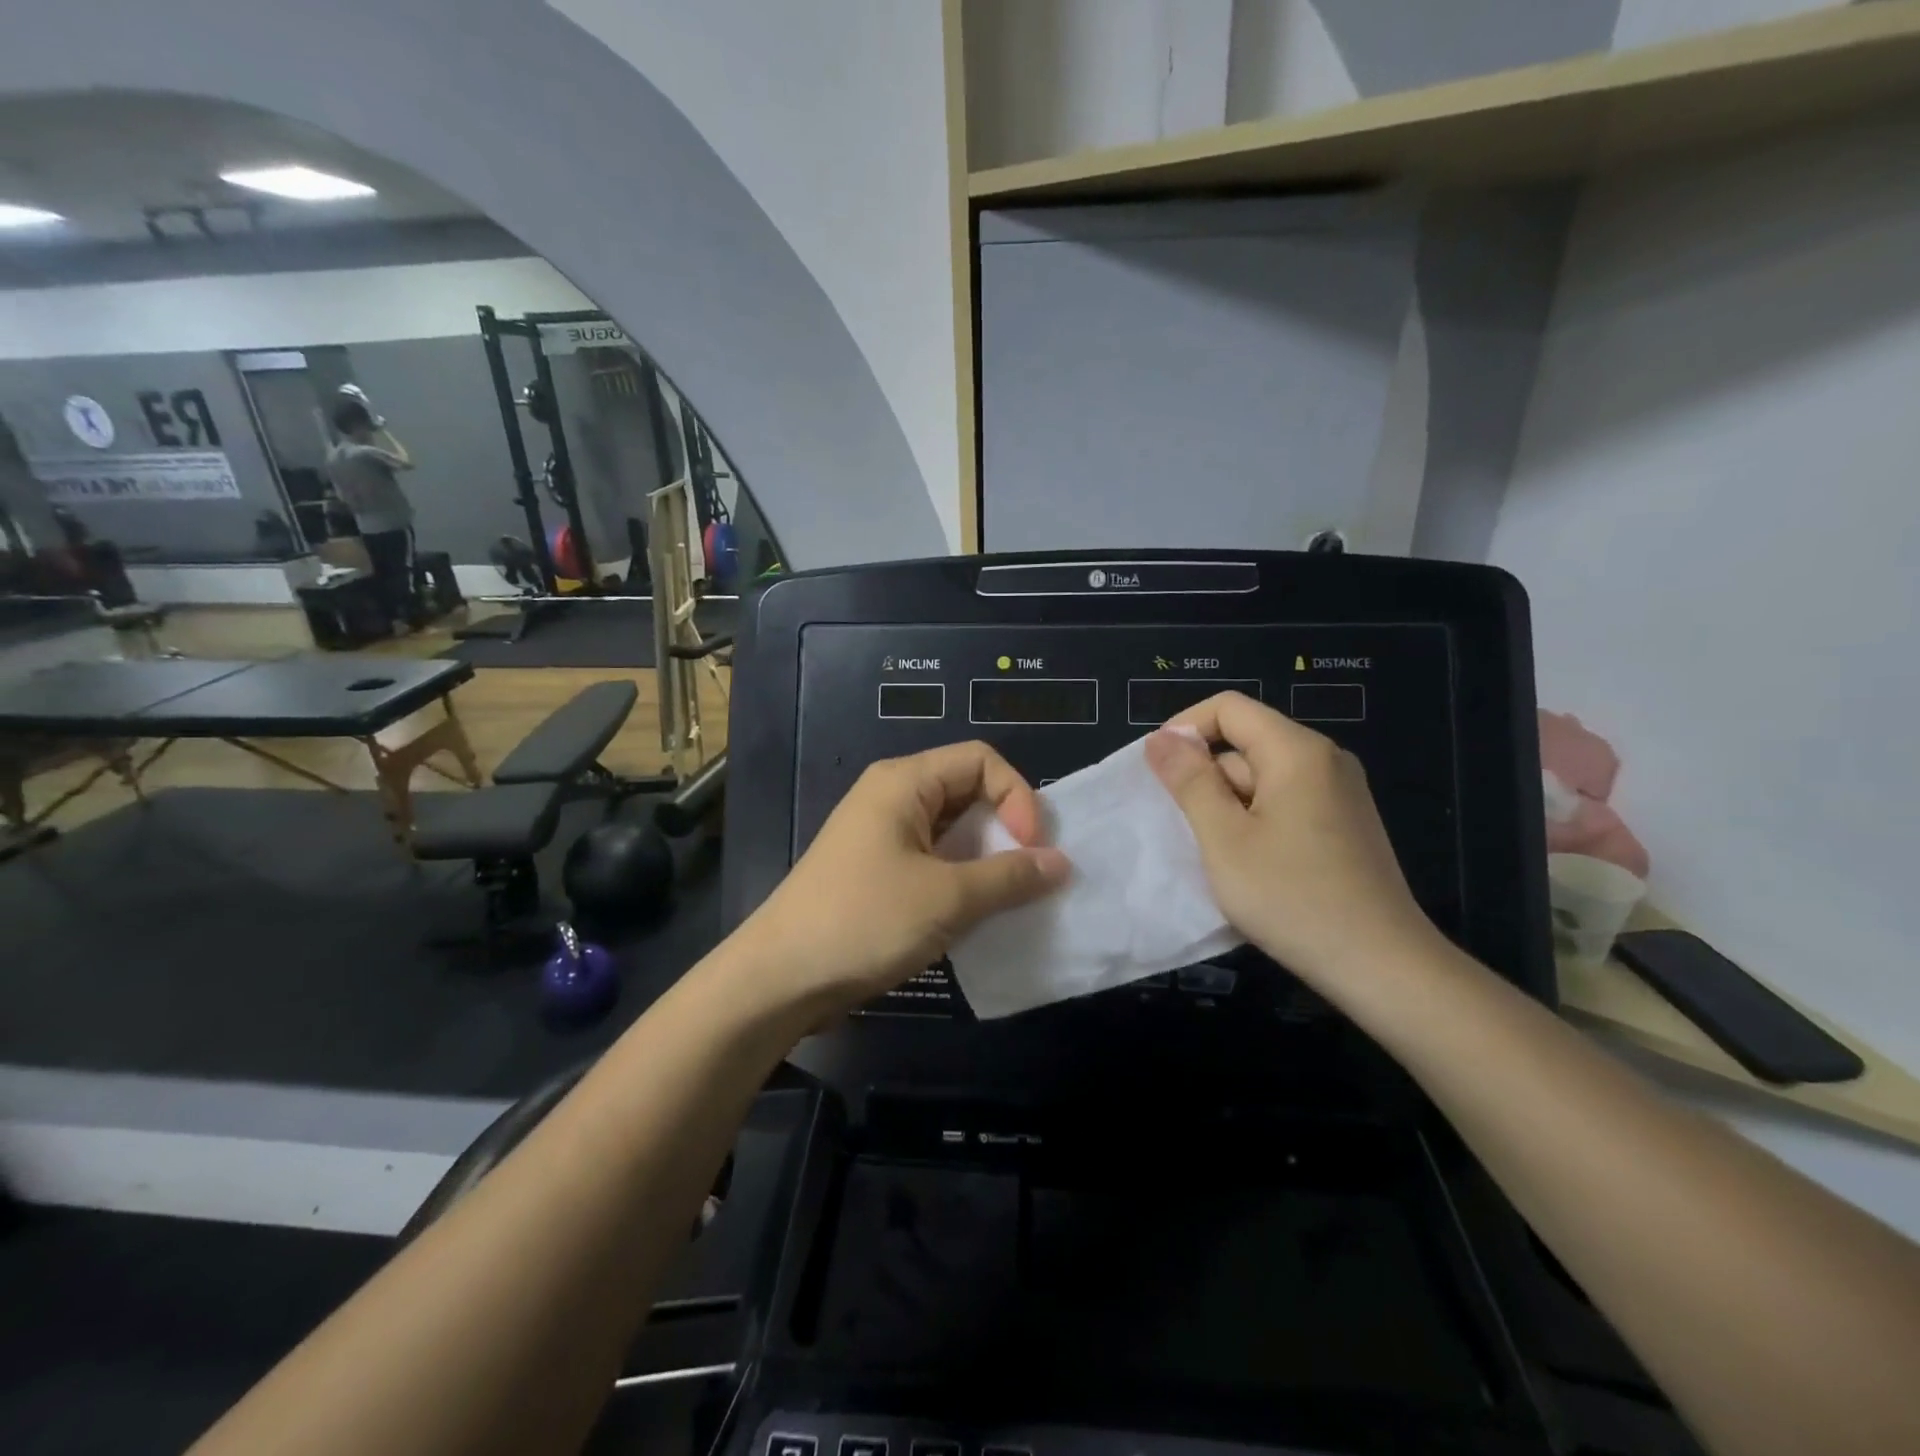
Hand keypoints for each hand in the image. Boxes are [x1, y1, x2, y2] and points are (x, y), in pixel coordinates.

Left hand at [734, 742, 1070, 1018]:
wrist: (780, 978)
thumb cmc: (864, 921)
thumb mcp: (946, 899)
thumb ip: (1009, 877)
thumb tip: (1061, 863)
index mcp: (905, 782)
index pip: (981, 760)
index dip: (1017, 796)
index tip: (1031, 848)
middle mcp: (894, 798)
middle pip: (969, 792)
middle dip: (1007, 828)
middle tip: (1030, 875)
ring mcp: (884, 836)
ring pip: (954, 831)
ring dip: (988, 860)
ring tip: (1011, 898)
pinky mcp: (879, 872)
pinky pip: (935, 861)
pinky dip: (963, 880)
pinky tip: (978, 914)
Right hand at [1144, 692, 1441, 989]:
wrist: (1382, 966)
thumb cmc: (1292, 898)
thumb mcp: (1224, 839)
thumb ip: (1189, 781)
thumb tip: (1160, 738)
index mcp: (1297, 751)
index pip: (1229, 708)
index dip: (1184, 728)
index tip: (1157, 772)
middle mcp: (1324, 760)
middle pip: (1246, 742)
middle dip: (1206, 777)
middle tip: (1185, 830)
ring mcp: (1339, 793)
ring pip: (1262, 778)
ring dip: (1228, 805)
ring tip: (1215, 855)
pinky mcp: (1344, 825)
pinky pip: (1285, 803)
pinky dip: (1254, 821)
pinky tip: (1248, 865)